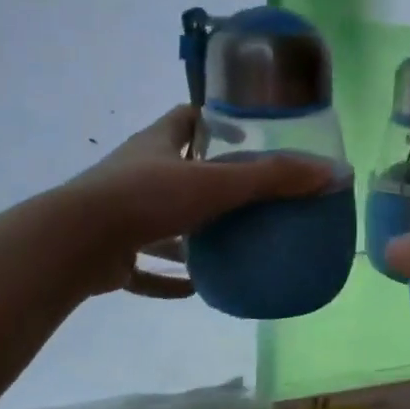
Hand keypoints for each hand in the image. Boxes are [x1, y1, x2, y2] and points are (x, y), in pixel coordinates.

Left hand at [68, 105, 334, 299]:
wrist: (74, 243)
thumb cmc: (146, 198)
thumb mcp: (218, 183)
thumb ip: (274, 178)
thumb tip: (334, 173)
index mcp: (157, 144)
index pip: (186, 118)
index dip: (213, 120)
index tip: (244, 133)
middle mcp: (136, 174)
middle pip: (176, 168)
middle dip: (209, 180)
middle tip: (249, 194)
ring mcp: (119, 215)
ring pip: (160, 220)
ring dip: (189, 233)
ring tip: (229, 242)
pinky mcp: (110, 254)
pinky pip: (144, 266)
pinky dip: (168, 278)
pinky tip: (196, 290)